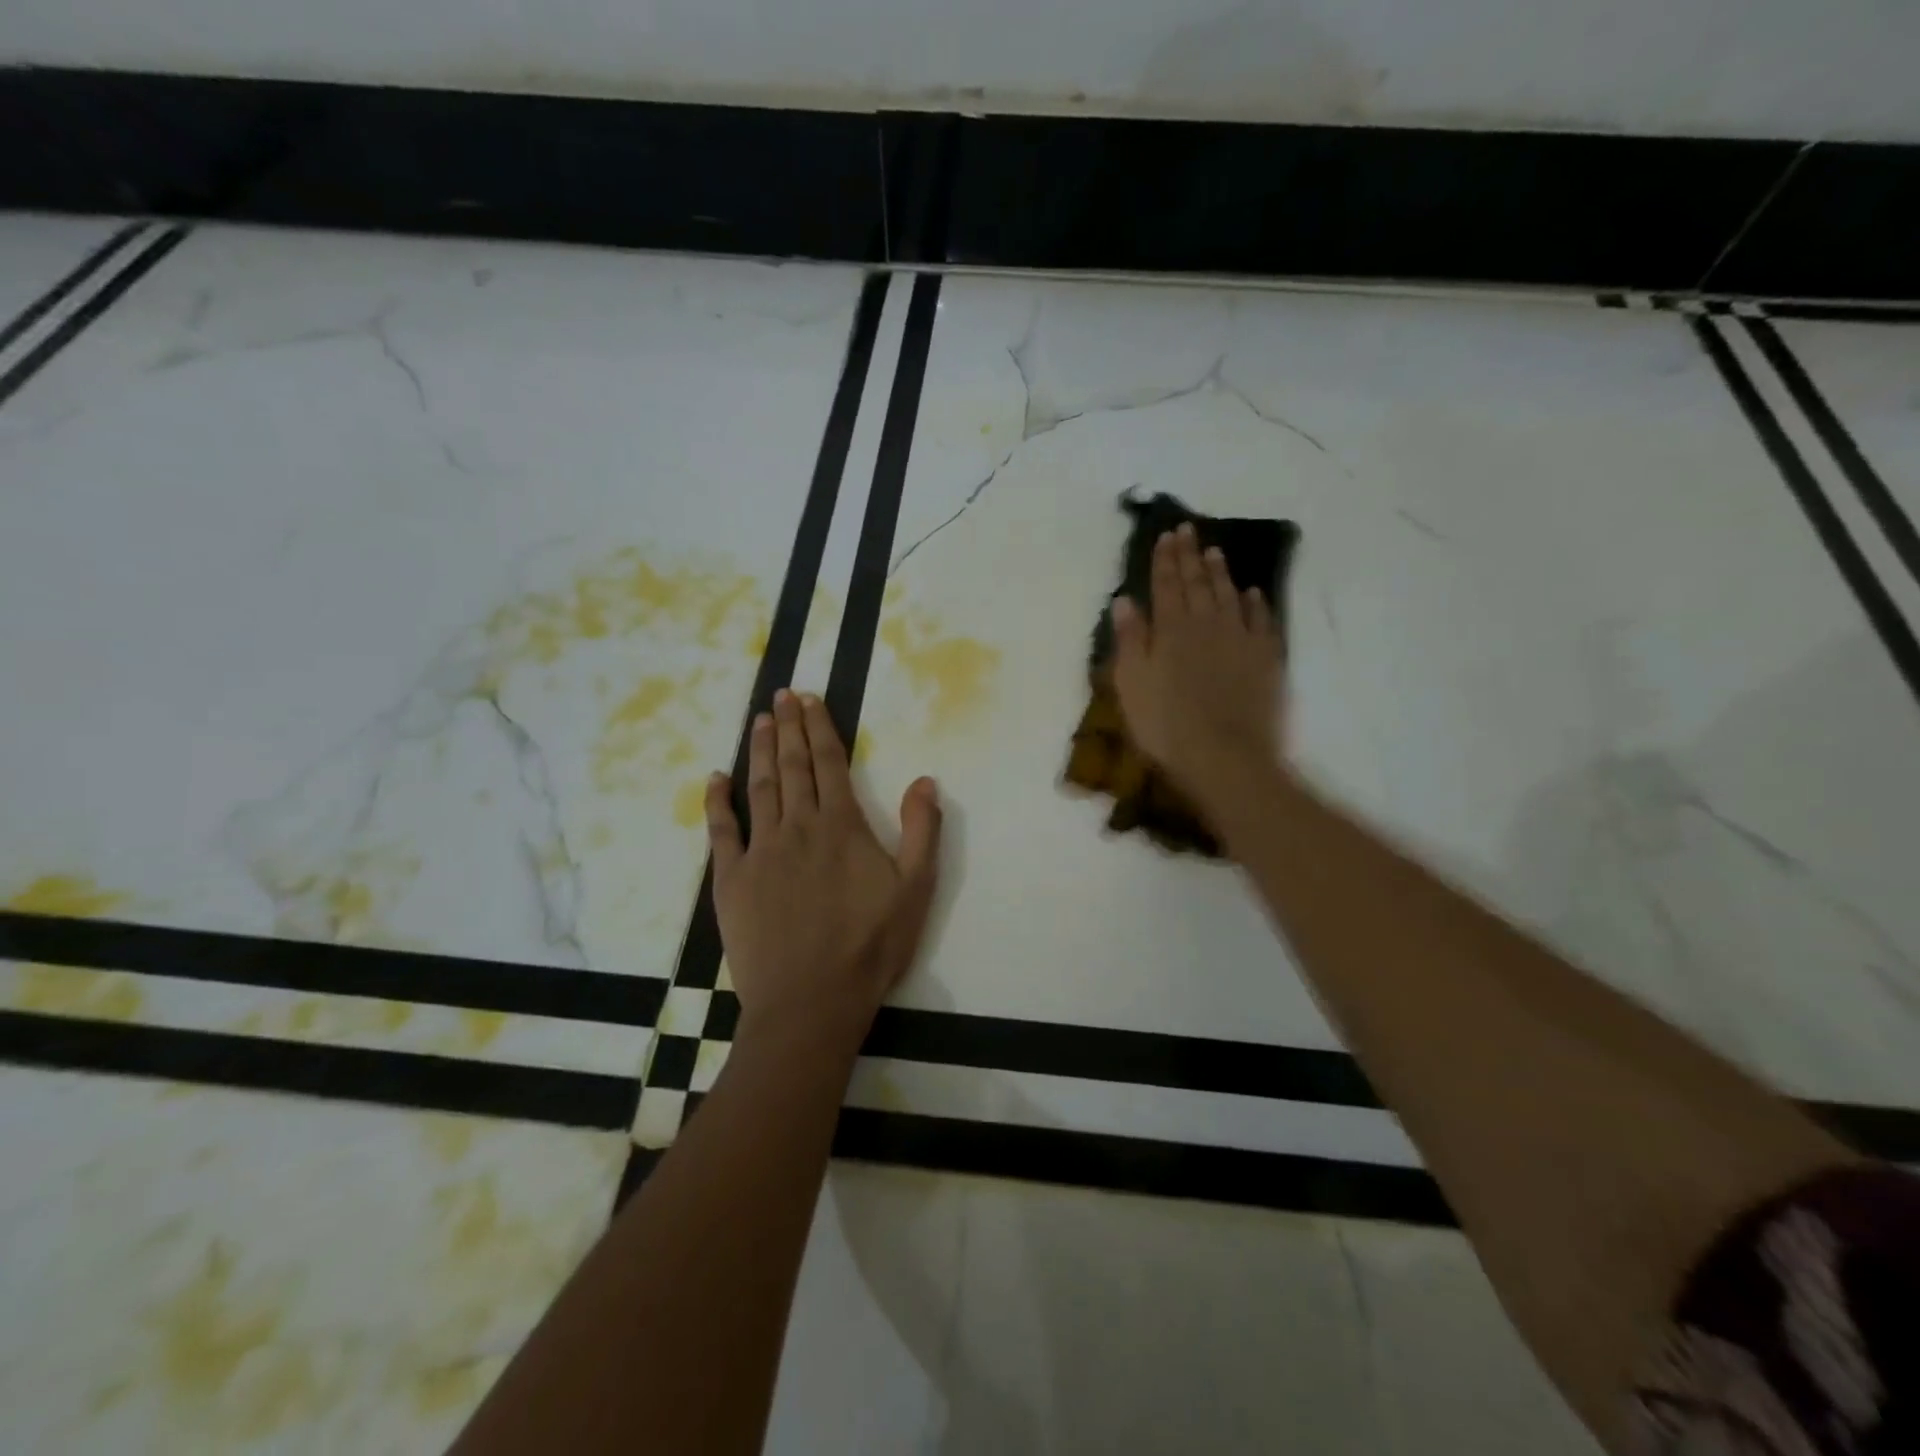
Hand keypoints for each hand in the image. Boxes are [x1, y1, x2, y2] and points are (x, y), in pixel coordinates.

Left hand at [705, 689, 941, 1048]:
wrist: (812, 1000)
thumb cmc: (870, 945)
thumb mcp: (916, 889)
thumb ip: (923, 831)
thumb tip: (925, 779)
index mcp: (842, 825)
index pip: (829, 762)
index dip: (819, 726)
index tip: (809, 698)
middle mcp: (798, 825)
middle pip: (792, 765)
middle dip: (787, 726)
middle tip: (781, 695)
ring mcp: (761, 850)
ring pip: (760, 787)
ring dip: (759, 750)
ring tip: (758, 720)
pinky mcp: (731, 878)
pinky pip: (721, 829)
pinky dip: (717, 800)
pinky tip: (715, 778)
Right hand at [1111, 522, 1284, 812]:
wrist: (1225, 756)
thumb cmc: (1166, 724)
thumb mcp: (1131, 684)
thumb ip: (1130, 639)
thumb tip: (1125, 600)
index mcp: (1171, 629)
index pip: (1166, 584)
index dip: (1164, 559)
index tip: (1166, 536)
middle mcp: (1207, 624)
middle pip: (1197, 583)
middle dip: (1190, 555)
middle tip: (1188, 530)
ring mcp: (1241, 639)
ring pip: (1229, 595)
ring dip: (1221, 572)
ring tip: (1215, 552)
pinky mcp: (1266, 659)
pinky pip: (1261, 621)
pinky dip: (1256, 603)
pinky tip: (1252, 593)